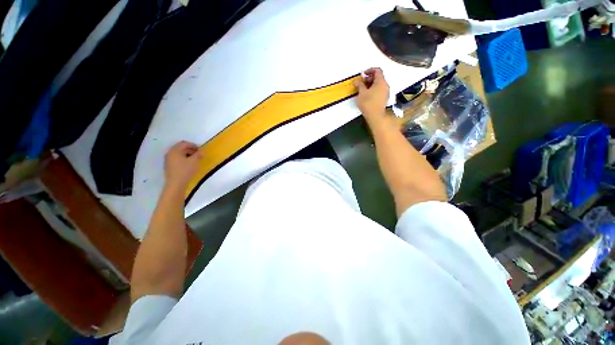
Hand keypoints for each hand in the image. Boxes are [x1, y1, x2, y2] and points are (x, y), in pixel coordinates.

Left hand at [164, 141, 202, 188]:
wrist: (176, 184)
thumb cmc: (185, 170)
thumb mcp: (194, 161)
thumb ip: (198, 154)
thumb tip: (202, 151)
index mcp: (175, 150)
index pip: (184, 143)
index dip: (193, 145)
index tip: (201, 150)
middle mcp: (170, 153)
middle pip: (181, 148)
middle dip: (190, 149)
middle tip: (198, 154)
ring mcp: (168, 160)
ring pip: (179, 153)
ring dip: (187, 154)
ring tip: (195, 159)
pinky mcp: (169, 166)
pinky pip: (177, 159)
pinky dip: (184, 159)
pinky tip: (189, 164)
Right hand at [355, 68, 389, 123]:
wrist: (376, 116)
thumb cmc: (368, 103)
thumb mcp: (361, 93)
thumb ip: (359, 85)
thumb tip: (356, 81)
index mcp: (381, 81)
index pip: (377, 70)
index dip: (370, 70)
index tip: (363, 74)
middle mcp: (385, 85)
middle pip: (379, 77)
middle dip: (370, 78)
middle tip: (362, 82)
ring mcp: (386, 92)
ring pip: (379, 84)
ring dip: (372, 84)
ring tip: (364, 89)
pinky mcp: (385, 98)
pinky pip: (380, 89)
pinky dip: (374, 89)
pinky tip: (368, 94)